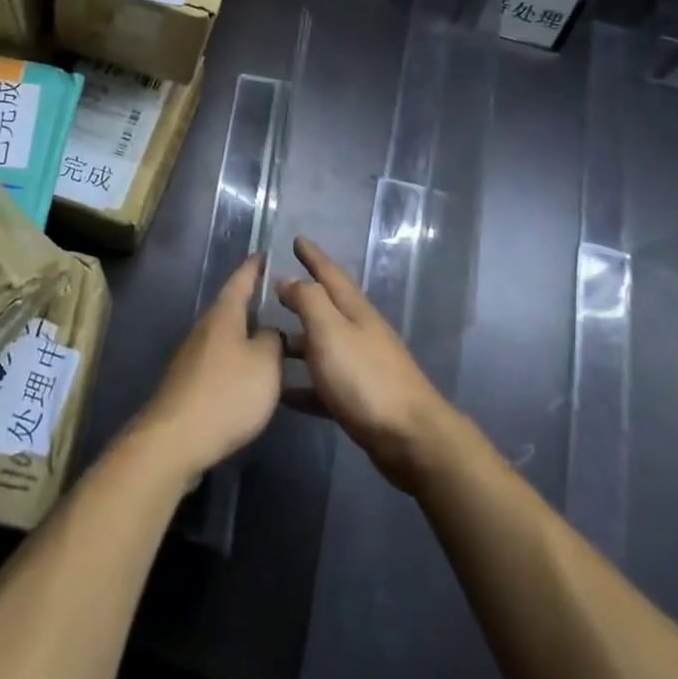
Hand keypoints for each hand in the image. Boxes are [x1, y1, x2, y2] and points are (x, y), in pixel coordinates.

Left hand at [133, 255, 282, 481]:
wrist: (176, 439)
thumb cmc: (227, 393)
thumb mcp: (265, 363)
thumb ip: (273, 340)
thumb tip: (270, 331)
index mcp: (223, 315)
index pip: (240, 280)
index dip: (253, 267)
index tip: (264, 253)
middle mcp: (205, 328)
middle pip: (231, 308)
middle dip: (253, 303)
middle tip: (280, 300)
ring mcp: (193, 356)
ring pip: (226, 336)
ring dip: (247, 335)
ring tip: (274, 339)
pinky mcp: (190, 383)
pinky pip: (220, 361)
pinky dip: (238, 361)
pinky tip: (252, 376)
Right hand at [278, 237, 460, 493]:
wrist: (410, 438)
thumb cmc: (365, 378)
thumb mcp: (330, 331)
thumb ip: (308, 301)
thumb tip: (288, 279)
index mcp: (354, 311)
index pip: (330, 273)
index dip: (313, 256)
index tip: (297, 239)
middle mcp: (359, 332)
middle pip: (326, 307)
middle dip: (302, 296)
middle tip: (273, 289)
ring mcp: (361, 367)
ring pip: (322, 346)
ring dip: (297, 342)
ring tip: (267, 342)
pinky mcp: (359, 400)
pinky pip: (324, 384)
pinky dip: (303, 385)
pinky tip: (283, 393)